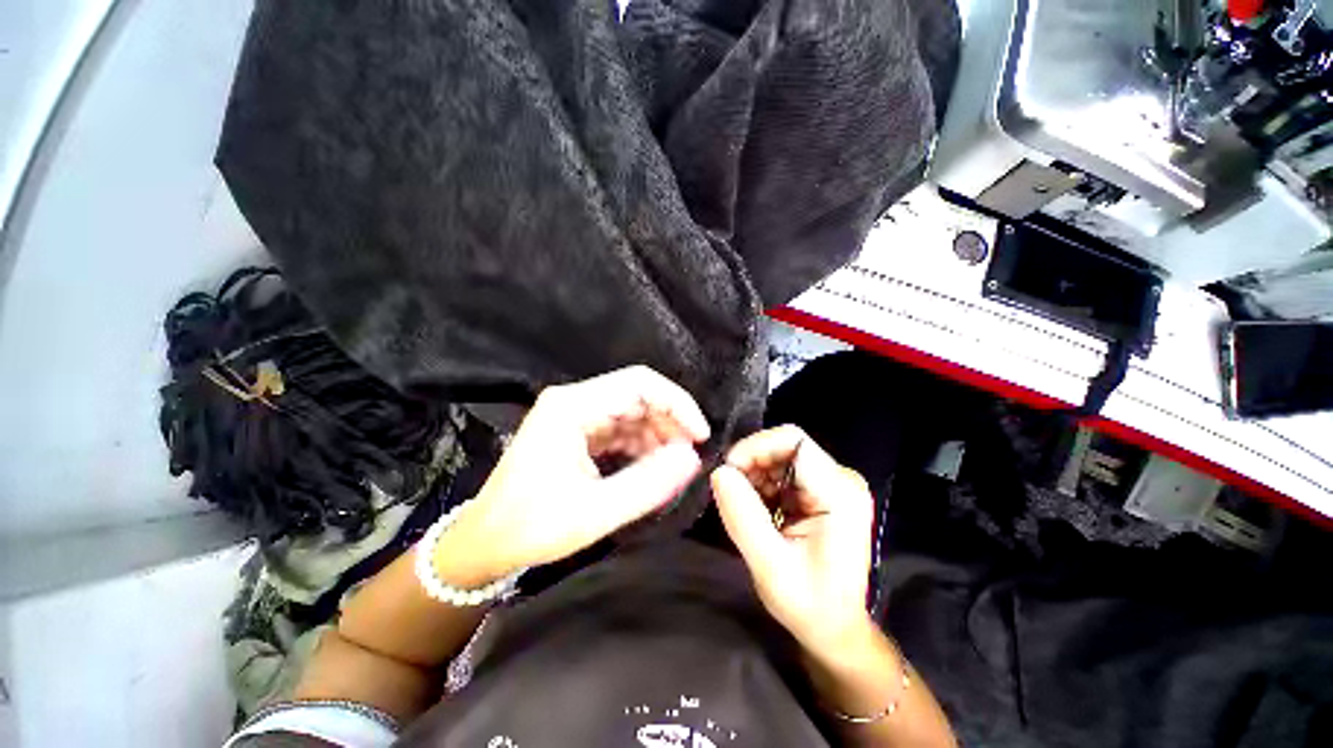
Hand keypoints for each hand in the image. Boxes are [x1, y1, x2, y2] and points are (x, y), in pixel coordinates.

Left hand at [440, 366, 709, 584]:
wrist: (484, 543)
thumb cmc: (531, 527)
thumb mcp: (595, 512)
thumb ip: (648, 484)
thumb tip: (693, 459)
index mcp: (572, 407)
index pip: (639, 383)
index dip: (677, 403)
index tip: (699, 436)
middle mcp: (575, 401)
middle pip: (638, 395)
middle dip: (670, 422)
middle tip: (688, 458)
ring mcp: (576, 415)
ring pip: (633, 411)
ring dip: (658, 436)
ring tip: (671, 468)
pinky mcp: (579, 431)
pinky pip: (621, 428)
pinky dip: (642, 446)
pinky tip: (651, 468)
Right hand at [710, 425, 874, 652]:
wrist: (835, 628)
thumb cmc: (808, 604)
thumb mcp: (769, 565)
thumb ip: (742, 516)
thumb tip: (719, 471)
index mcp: (839, 492)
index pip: (792, 440)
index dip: (755, 448)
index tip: (729, 473)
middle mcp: (841, 478)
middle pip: (785, 445)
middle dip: (752, 464)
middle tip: (732, 495)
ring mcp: (833, 482)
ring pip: (780, 455)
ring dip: (755, 475)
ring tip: (747, 508)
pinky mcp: (822, 490)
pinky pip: (783, 470)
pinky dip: (763, 484)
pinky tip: (759, 510)